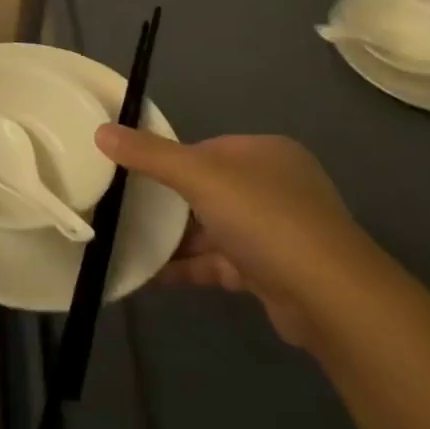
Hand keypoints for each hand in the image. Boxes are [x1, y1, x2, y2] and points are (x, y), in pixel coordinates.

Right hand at [96, 128, 370, 347]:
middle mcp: (275, 187)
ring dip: (175, 240)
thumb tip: (101, 131)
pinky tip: (150, 277)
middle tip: (123, 210)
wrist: (329, 297)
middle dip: (168, 204)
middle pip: (208, 190)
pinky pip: (219, 263)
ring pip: (212, 229)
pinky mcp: (271, 273)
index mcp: (265, 153)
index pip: (207, 149)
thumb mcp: (200, 176)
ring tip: (126, 243)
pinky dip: (188, 268)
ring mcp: (276, 232)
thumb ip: (150, 155)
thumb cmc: (264, 218)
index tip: (132, 174)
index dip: (170, 160)